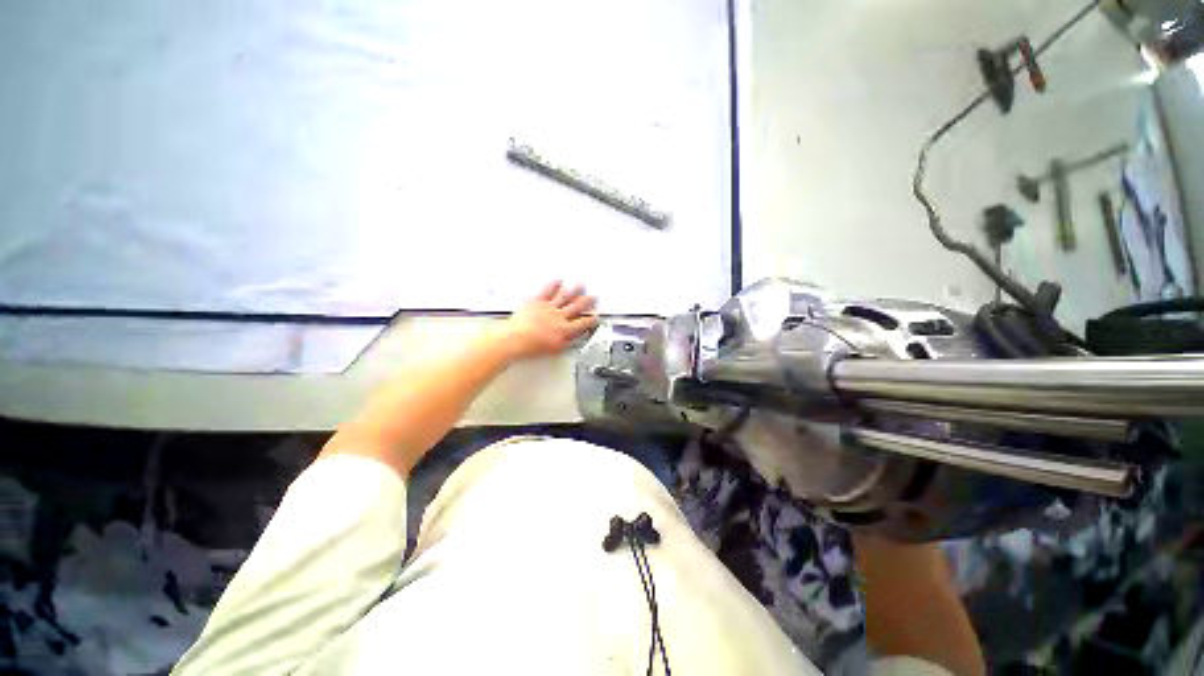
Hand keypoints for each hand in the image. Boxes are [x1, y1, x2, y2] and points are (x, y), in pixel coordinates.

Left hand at [491, 281, 598, 359]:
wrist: (515, 340)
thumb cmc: (532, 346)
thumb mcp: (555, 349)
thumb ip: (568, 341)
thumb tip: (576, 336)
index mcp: (565, 329)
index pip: (583, 323)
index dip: (591, 319)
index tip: (596, 316)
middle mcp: (559, 316)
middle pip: (577, 307)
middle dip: (587, 301)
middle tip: (593, 296)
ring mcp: (548, 307)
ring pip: (565, 296)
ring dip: (574, 289)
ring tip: (581, 284)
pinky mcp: (536, 301)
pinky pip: (547, 291)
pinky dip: (553, 285)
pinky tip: (558, 280)